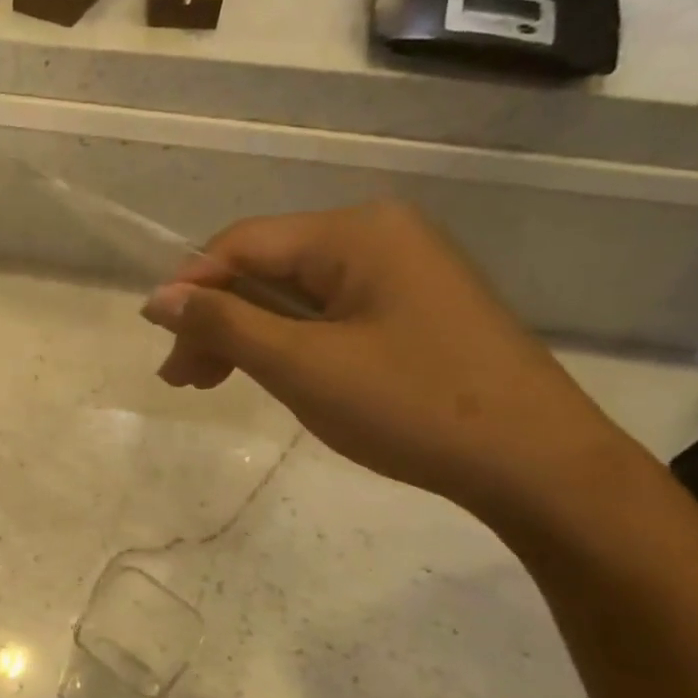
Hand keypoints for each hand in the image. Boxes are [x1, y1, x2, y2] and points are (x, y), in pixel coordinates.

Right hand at [142, 202, 635, 522]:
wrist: (539, 466)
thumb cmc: (413, 406)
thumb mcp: (302, 365)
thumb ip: (224, 324)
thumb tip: (158, 297)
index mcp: (355, 232)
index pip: (242, 244)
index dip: (191, 288)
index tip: (160, 342)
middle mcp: (378, 234)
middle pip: (267, 268)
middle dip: (217, 320)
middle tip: (184, 378)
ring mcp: (401, 270)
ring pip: (294, 293)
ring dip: (247, 334)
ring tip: (213, 382)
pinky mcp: (412, 307)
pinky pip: (328, 313)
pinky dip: (288, 342)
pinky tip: (271, 373)